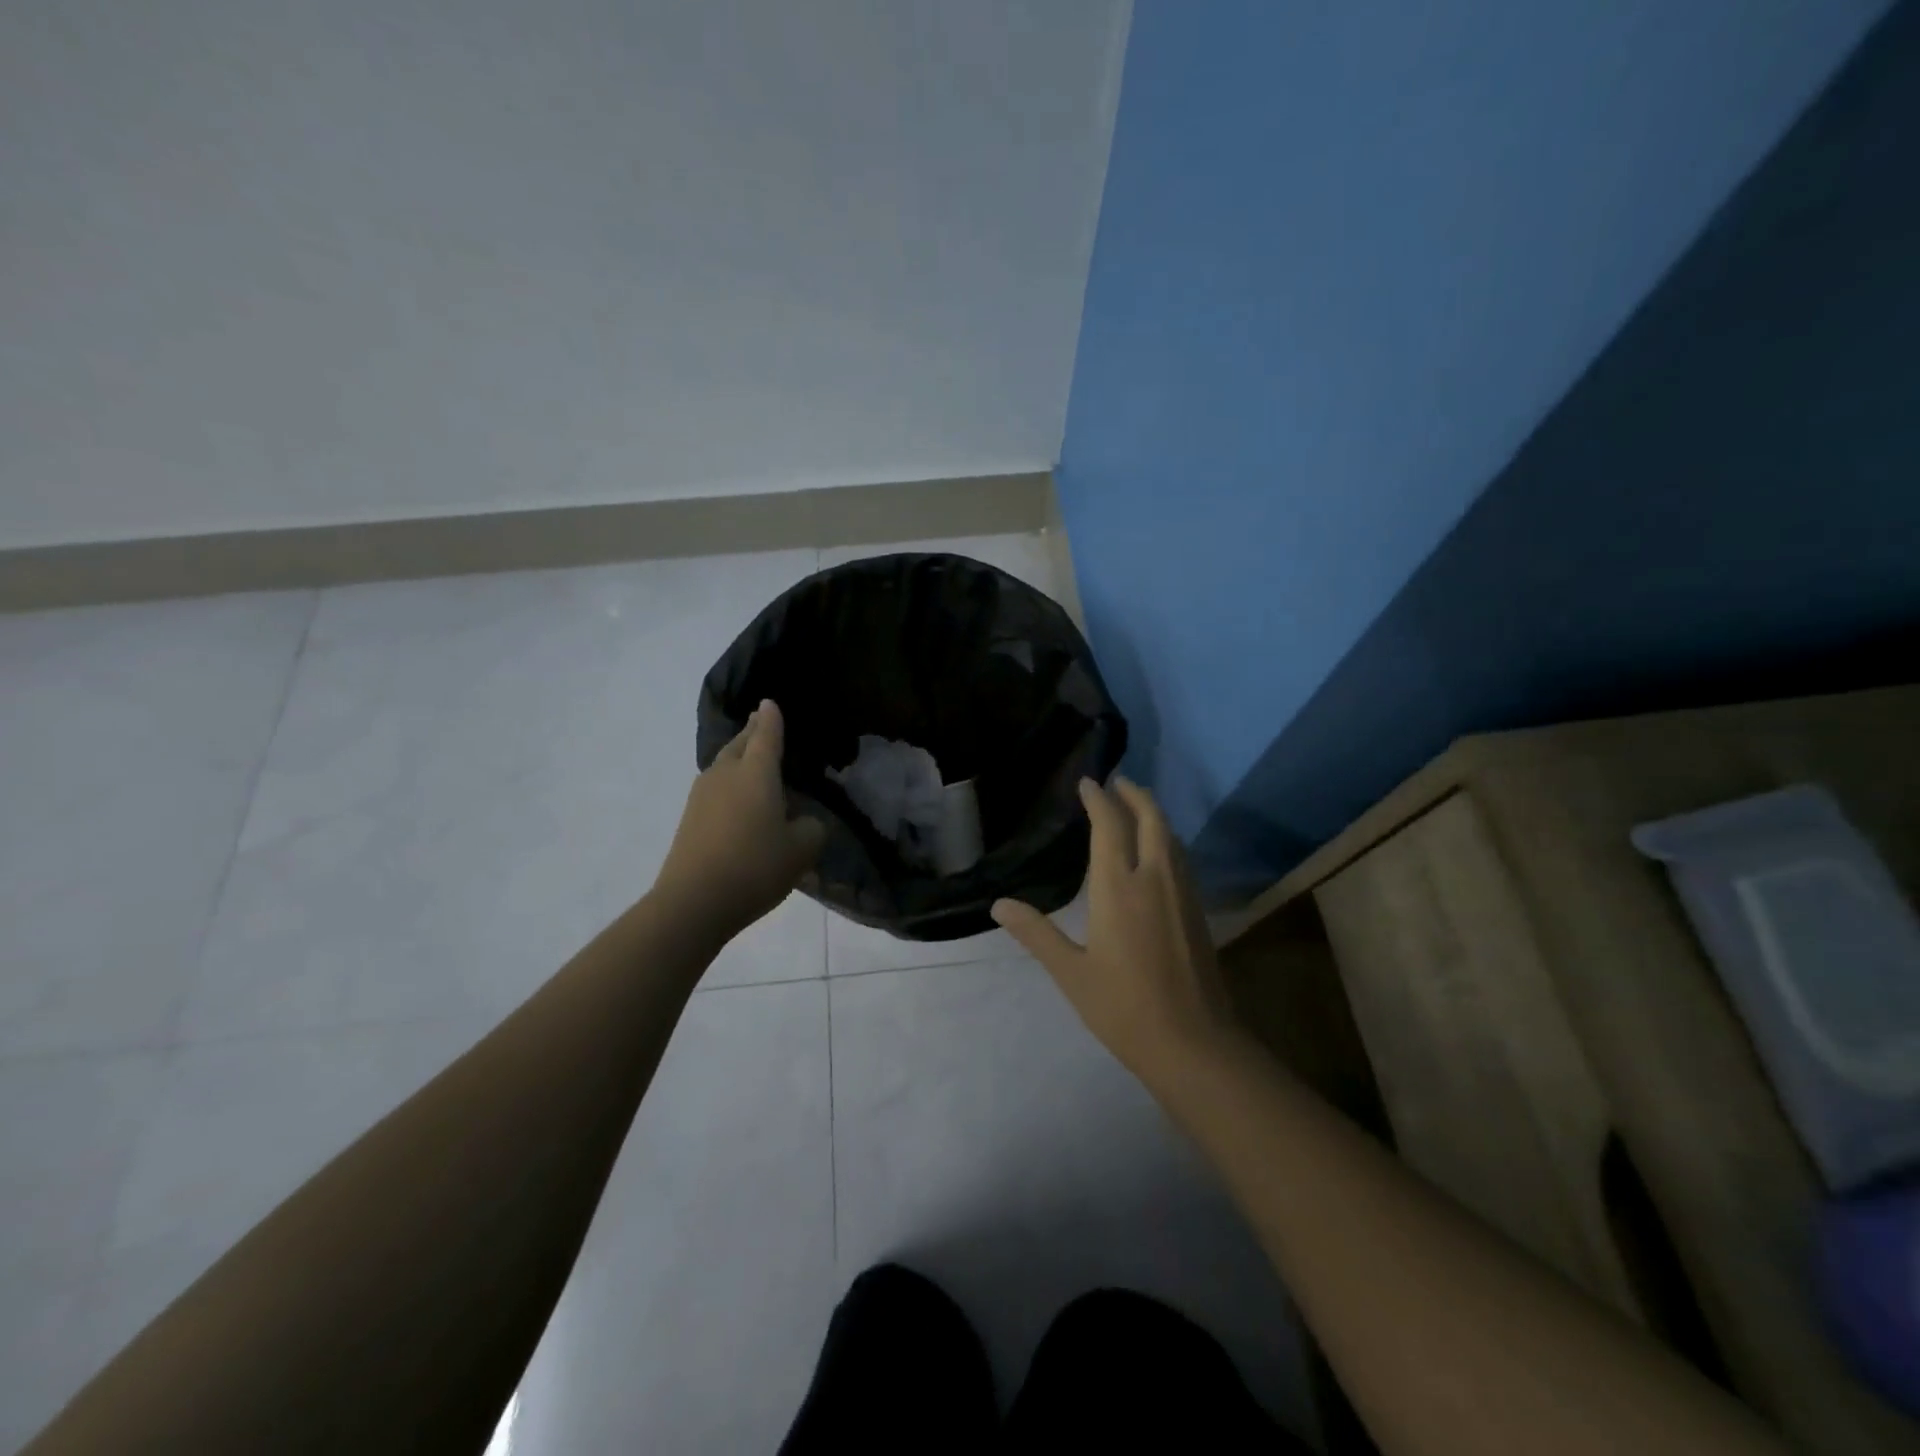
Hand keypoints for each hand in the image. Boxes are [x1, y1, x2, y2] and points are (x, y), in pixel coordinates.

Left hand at [656, 700, 825, 944]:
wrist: (693, 901)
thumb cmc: (755, 866)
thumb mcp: (802, 850)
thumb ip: (812, 827)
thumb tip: (805, 821)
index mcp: (757, 773)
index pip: (767, 735)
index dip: (771, 718)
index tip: (770, 703)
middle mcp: (726, 774)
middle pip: (740, 744)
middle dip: (752, 731)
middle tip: (760, 720)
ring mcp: (702, 795)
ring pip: (723, 763)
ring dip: (738, 755)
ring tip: (750, 755)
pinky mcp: (690, 818)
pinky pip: (714, 786)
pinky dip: (729, 781)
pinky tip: (736, 795)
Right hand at [992, 777, 1238, 1083]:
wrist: (1195, 1044)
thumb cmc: (1124, 1008)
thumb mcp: (1071, 973)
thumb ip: (1036, 934)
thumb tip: (999, 904)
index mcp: (1120, 888)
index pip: (1110, 827)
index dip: (1099, 799)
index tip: (1088, 782)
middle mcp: (1155, 879)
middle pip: (1151, 819)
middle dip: (1134, 795)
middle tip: (1118, 781)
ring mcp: (1182, 894)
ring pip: (1171, 837)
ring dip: (1154, 814)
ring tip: (1137, 807)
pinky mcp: (1197, 911)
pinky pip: (1181, 858)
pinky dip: (1167, 839)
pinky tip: (1160, 853)